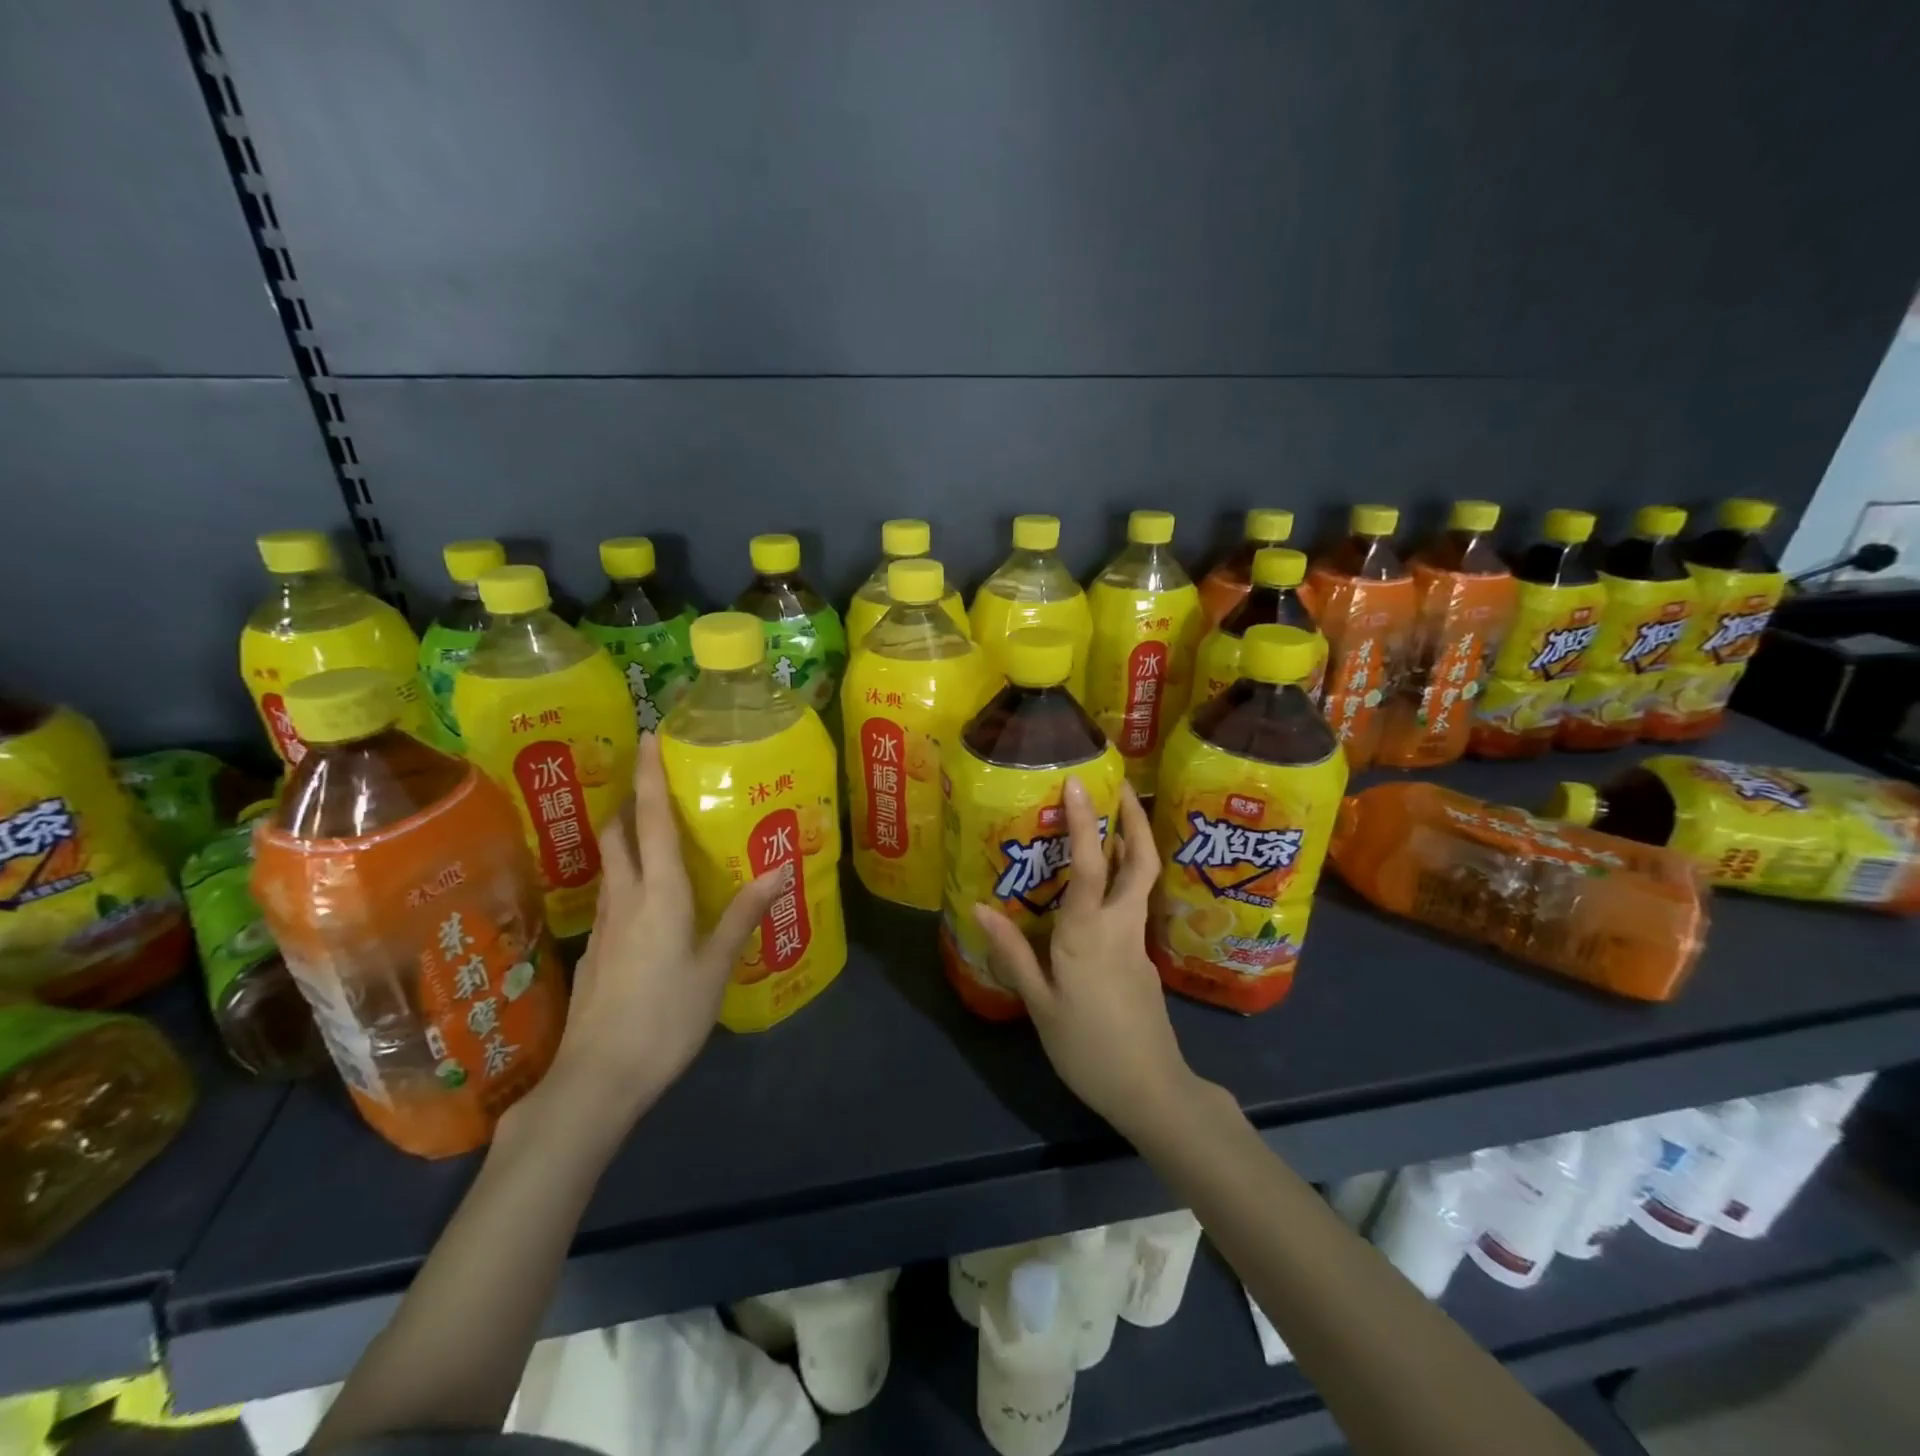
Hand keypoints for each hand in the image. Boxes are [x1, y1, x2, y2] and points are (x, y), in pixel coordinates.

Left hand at [545, 733, 784, 1122]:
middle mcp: (625, 898)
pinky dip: (627, 876)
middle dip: (630, 802)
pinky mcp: (596, 951)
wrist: (596, 1080)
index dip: (649, 777)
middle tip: (653, 784)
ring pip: (611, 864)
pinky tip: (647, 899)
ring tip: (655, 833)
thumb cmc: (665, 1018)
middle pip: (618, 835)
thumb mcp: (715, 968)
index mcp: (659, 895)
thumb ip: (744, 915)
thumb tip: (780, 868)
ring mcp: (603, 926)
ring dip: (626, 837)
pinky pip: (612, 894)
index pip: (652, 822)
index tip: (647, 736)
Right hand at [970, 778, 1198, 1137]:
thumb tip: (979, 907)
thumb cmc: (1086, 1047)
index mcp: (1088, 933)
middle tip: (1120, 788)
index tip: (1077, 784)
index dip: (1083, 822)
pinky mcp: (1145, 959)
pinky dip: (1122, 884)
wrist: (1150, 1090)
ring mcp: (1138, 942)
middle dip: (1135, 819)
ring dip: (1132, 846)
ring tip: (1109, 825)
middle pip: (1141, 861)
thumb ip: (1012, 953)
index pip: (1088, 865)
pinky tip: (1098, 895)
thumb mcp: (1039, 1003)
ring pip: (1142, 882)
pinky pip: (1133, 908)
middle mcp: (1119, 926)